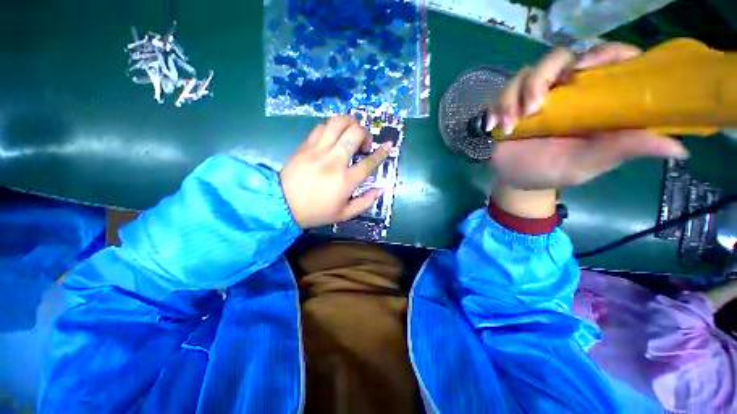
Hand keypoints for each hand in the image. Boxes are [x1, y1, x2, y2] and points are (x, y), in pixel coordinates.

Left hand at [281, 116, 391, 228]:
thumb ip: (365, 202)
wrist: (282, 204)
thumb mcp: (344, 214)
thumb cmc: (316, 212)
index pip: (369, 163)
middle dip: (365, 134)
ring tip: (351, 133)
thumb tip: (380, 190)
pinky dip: (333, 127)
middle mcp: (334, 161)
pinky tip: (334, 136)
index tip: (389, 145)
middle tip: (364, 144)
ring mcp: (318, 151)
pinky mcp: (306, 145)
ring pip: (338, 123)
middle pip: (355, 134)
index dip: (381, 153)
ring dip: (350, 123)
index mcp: (345, 181)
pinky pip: (322, 127)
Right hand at [486, 43, 688, 218]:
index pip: (607, 58)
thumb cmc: (555, 171)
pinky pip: (502, 94)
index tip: (584, 68)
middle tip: (534, 107)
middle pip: (558, 58)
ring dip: (513, 98)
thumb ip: (625, 149)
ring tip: (510, 126)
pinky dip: (497, 107)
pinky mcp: (511, 105)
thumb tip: (678, 148)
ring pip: (525, 74)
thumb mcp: (591, 162)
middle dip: (541, 78)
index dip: (601, 54)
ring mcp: (536, 96)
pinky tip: (495, 126)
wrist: (517, 180)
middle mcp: (566, 90)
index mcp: (593, 99)